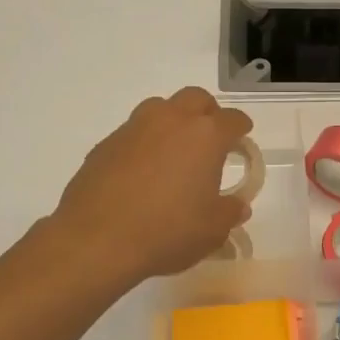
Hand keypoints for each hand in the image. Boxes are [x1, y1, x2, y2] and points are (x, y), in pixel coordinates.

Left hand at [54, 87, 253, 287]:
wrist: (97, 240)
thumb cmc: (167, 232)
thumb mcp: (212, 230)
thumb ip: (229, 212)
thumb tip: (236, 205)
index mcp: (205, 136)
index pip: (232, 120)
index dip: (241, 129)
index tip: (242, 140)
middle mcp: (170, 121)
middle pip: (196, 99)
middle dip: (208, 114)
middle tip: (211, 141)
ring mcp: (133, 129)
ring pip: (160, 109)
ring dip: (173, 122)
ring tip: (175, 154)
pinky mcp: (105, 145)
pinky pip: (133, 134)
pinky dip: (144, 145)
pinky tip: (142, 174)